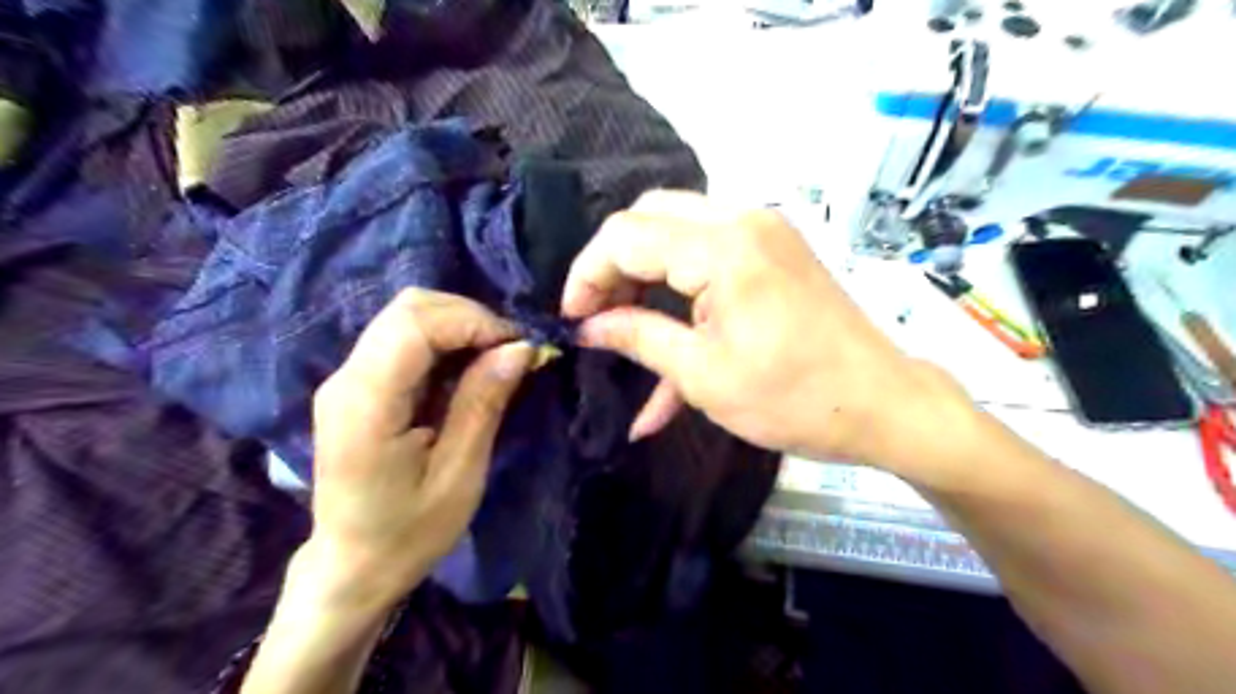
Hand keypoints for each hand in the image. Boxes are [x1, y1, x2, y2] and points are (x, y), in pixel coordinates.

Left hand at [302, 289, 531, 608]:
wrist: (352, 565)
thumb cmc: (409, 532)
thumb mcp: (460, 474)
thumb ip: (483, 403)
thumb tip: (520, 347)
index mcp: (366, 404)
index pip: (415, 324)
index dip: (473, 321)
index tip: (518, 347)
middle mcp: (346, 378)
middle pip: (409, 307)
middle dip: (470, 317)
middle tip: (510, 351)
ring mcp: (346, 378)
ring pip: (407, 315)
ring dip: (459, 326)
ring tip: (494, 360)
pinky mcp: (357, 384)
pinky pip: (404, 338)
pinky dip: (445, 340)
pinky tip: (467, 370)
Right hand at [564, 190, 981, 486]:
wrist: (884, 405)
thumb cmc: (794, 399)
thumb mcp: (703, 375)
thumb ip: (637, 337)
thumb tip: (586, 326)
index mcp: (723, 247)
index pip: (625, 236)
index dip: (587, 275)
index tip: (571, 320)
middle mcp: (742, 220)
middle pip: (649, 219)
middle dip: (612, 267)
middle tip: (598, 318)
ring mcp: (763, 232)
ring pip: (676, 230)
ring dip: (644, 275)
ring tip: (626, 327)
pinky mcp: (774, 251)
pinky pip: (709, 254)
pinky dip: (682, 288)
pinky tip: (667, 339)